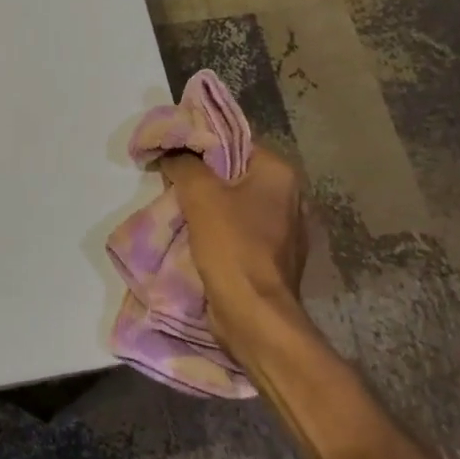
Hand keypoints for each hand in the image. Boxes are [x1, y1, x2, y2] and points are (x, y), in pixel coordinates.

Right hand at [158, 144, 307, 349]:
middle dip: (202, 179)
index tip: (173, 155)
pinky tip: (194, 238)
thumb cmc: (232, 246)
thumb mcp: (200, 194)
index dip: (201, 146)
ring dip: (207, 208)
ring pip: (235, 205)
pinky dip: (218, 232)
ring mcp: (284, 231)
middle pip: (235, 174)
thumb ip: (184, 164)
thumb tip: (173, 152)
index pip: (235, 143)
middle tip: (170, 182)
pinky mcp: (272, 258)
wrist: (254, 315)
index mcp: (280, 174)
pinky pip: (239, 232)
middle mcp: (289, 197)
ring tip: (176, 209)